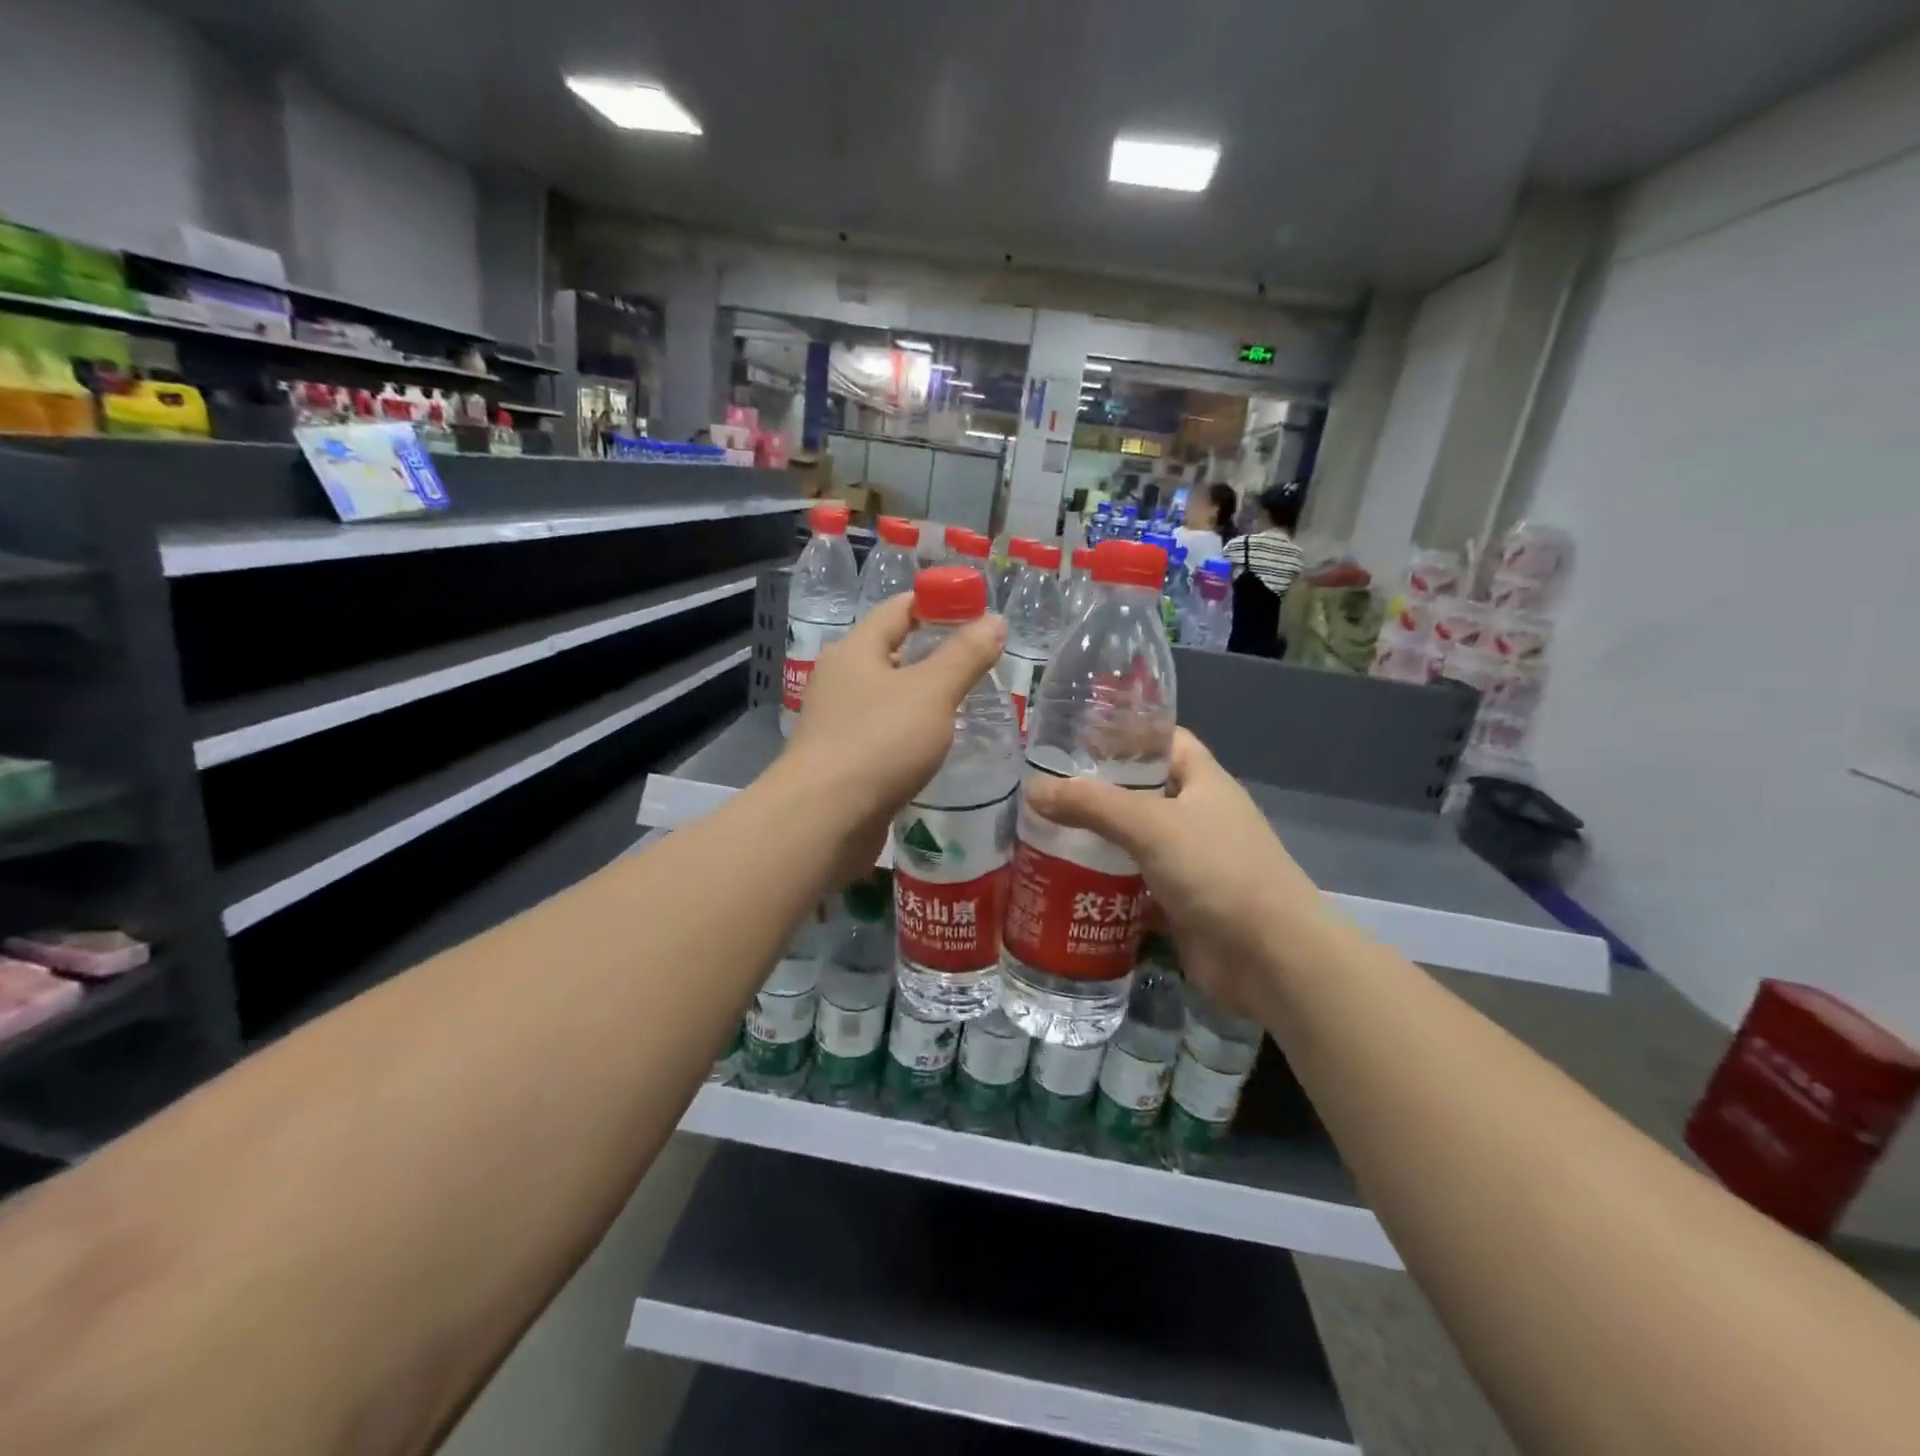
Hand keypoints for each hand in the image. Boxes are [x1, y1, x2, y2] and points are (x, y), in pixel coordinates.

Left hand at [779, 593, 1005, 878]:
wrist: (824, 819)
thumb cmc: (878, 742)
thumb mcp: (932, 692)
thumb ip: (965, 655)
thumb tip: (994, 620)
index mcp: (856, 650)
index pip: (898, 609)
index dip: (937, 603)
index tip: (976, 611)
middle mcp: (841, 680)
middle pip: (891, 652)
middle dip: (934, 653)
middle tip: (980, 660)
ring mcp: (838, 722)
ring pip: (888, 697)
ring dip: (923, 697)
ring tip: (967, 702)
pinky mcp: (843, 761)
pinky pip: (884, 734)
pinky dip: (910, 732)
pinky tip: (936, 745)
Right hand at [1023, 728, 1328, 1019]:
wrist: (1270, 957)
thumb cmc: (1217, 869)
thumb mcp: (1150, 824)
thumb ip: (1091, 804)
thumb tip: (1033, 790)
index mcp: (1202, 781)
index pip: (1162, 740)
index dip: (1124, 732)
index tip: (1074, 737)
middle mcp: (1197, 816)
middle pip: (1140, 793)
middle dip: (1095, 792)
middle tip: (1042, 791)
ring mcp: (1189, 862)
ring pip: (1132, 842)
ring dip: (1094, 841)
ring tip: (1039, 834)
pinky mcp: (1178, 903)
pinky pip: (1133, 885)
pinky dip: (1103, 885)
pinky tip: (1061, 883)